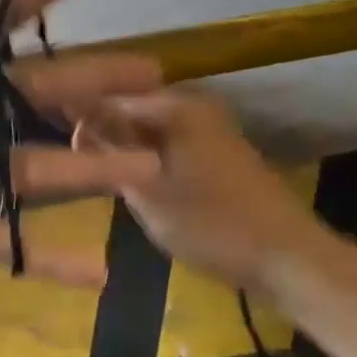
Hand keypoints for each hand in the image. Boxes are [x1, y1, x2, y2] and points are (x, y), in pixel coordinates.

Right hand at [74, 89, 322, 289]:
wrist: (290, 258)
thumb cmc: (213, 225)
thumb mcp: (149, 192)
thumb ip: (110, 154)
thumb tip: (80, 126)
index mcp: (176, 107)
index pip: (111, 98)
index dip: (84, 120)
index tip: (65, 151)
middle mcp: (194, 106)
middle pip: (133, 109)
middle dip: (106, 133)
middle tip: (84, 166)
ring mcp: (211, 127)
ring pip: (152, 127)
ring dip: (128, 147)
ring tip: (108, 177)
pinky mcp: (221, 151)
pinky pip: (172, 141)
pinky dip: (151, 156)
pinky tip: (141, 184)